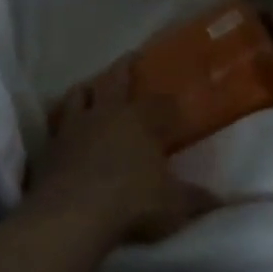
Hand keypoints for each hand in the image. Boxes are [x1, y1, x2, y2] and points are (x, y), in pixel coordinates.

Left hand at [28, 64, 215, 245]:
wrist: (72, 214)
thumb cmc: (132, 203)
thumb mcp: (173, 206)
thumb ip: (196, 199)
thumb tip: (222, 200)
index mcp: (141, 120)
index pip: (161, 103)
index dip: (169, 102)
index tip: (175, 104)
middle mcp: (107, 113)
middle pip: (116, 80)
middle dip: (125, 67)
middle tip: (130, 56)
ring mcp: (74, 125)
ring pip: (79, 94)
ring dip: (87, 89)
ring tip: (91, 88)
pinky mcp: (50, 144)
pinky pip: (55, 123)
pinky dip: (61, 121)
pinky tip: (63, 127)